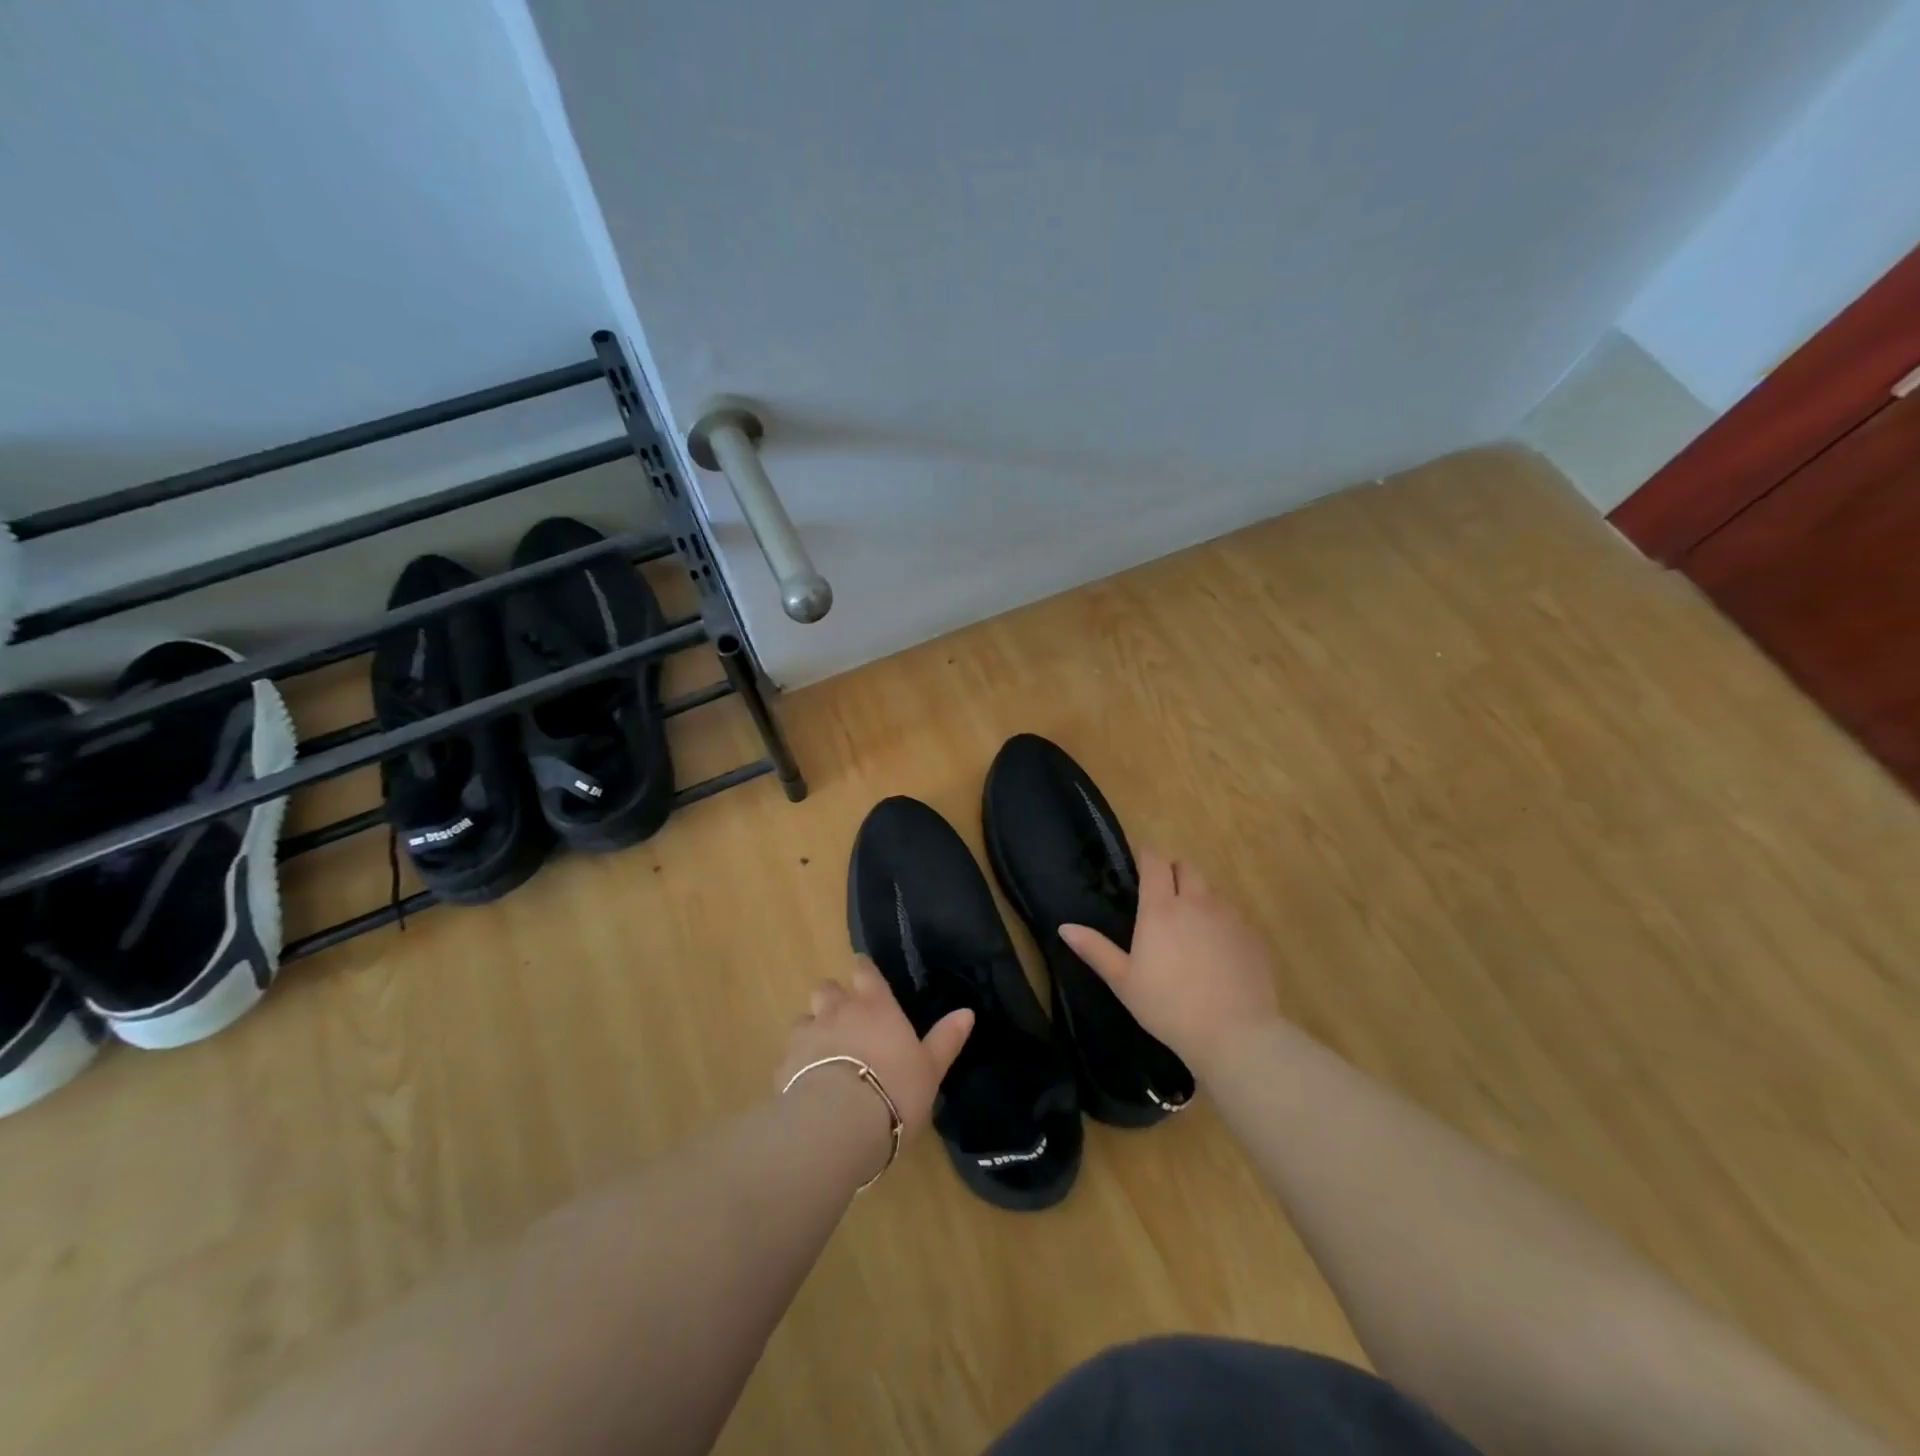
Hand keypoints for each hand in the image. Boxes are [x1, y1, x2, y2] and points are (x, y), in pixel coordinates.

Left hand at [778, 957, 972, 1142]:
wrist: (838, 1123)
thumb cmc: (895, 1089)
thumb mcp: (930, 1068)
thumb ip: (945, 1039)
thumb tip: (967, 1012)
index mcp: (875, 1005)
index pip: (865, 971)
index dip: (863, 969)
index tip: (862, 971)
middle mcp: (838, 1010)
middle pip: (827, 987)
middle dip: (833, 996)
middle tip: (843, 1016)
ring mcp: (807, 1035)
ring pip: (804, 1018)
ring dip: (812, 1028)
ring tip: (821, 1050)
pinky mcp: (784, 1065)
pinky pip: (788, 1055)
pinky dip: (796, 1062)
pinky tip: (804, 1082)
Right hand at [1059, 849, 1278, 1071]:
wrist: (1234, 1033)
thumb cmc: (1168, 1006)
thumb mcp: (1123, 981)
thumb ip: (1094, 949)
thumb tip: (1064, 927)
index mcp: (1161, 908)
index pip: (1155, 861)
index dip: (1146, 856)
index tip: (1139, 865)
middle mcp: (1196, 901)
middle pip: (1186, 866)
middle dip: (1173, 871)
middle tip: (1162, 894)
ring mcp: (1229, 916)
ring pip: (1211, 888)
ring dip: (1197, 893)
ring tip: (1189, 921)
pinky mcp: (1251, 934)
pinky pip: (1233, 912)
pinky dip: (1220, 917)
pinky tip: (1215, 945)